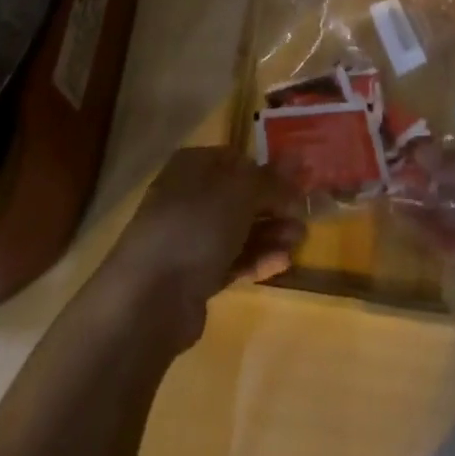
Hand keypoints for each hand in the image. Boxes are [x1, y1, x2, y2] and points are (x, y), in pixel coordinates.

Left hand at [97, 147, 304, 351]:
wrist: (149, 298)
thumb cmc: (195, 226)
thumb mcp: (240, 193)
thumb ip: (271, 179)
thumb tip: (297, 157)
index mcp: (194, 165)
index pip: (238, 160)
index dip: (269, 170)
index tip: (298, 184)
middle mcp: (190, 196)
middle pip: (240, 196)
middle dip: (274, 206)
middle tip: (304, 217)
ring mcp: (190, 238)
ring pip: (239, 230)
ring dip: (271, 233)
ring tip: (300, 240)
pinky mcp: (195, 276)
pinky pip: (232, 260)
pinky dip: (257, 259)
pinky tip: (283, 262)